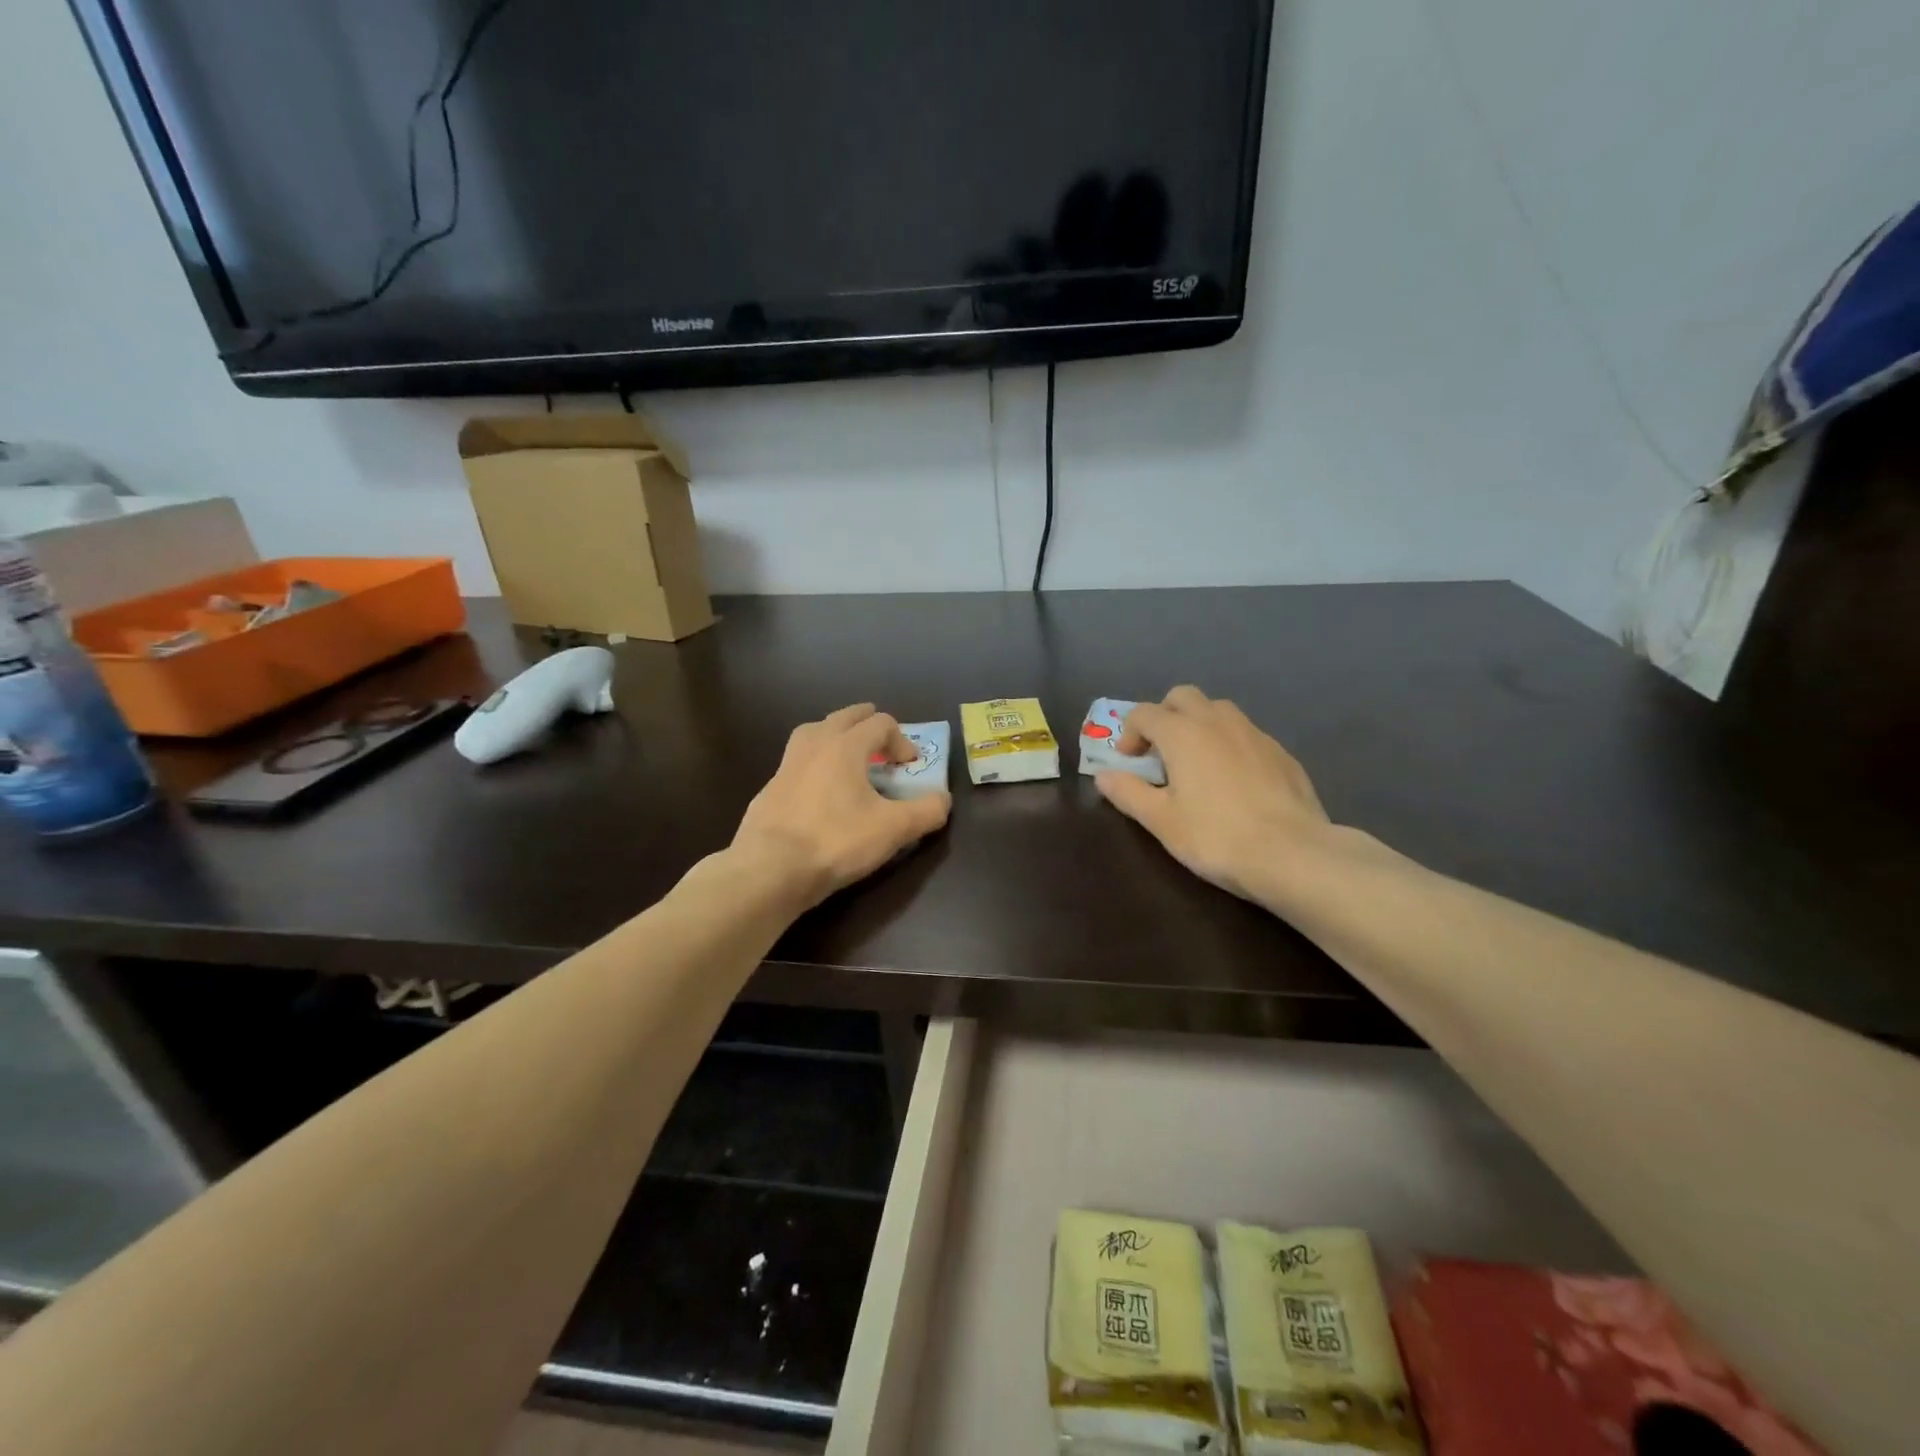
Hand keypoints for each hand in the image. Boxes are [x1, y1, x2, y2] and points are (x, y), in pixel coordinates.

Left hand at [733, 704, 950, 907]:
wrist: (770, 868)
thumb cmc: (836, 841)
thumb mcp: (894, 829)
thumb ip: (926, 811)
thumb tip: (943, 799)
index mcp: (845, 745)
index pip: (880, 723)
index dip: (902, 740)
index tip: (911, 765)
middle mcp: (814, 744)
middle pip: (845, 717)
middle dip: (868, 724)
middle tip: (883, 741)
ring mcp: (787, 764)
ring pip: (814, 732)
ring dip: (836, 735)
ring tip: (849, 755)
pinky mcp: (770, 788)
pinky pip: (798, 761)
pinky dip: (815, 763)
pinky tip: (820, 789)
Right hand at [1095, 686, 1332, 904]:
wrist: (1293, 854)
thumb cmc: (1216, 837)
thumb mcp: (1161, 821)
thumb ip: (1128, 792)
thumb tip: (1103, 775)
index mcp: (1183, 732)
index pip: (1144, 713)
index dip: (1128, 734)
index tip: (1129, 764)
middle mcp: (1218, 721)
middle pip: (1182, 697)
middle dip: (1164, 716)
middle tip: (1159, 754)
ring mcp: (1255, 733)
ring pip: (1218, 710)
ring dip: (1198, 725)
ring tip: (1196, 764)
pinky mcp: (1281, 753)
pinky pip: (1245, 734)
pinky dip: (1228, 744)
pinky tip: (1233, 782)